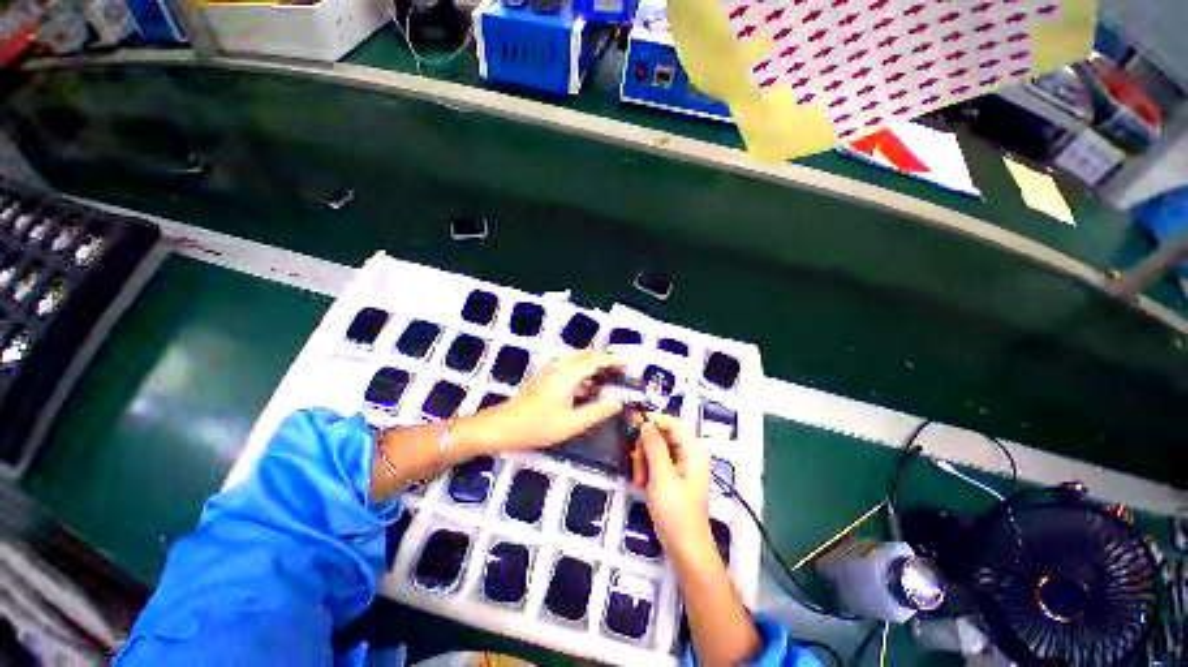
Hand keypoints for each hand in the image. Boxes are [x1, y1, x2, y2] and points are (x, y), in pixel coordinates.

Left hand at [465, 350, 624, 451]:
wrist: (503, 426)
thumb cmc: (537, 426)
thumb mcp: (572, 423)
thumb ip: (597, 411)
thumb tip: (618, 402)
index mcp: (567, 374)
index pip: (594, 359)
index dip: (612, 360)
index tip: (626, 365)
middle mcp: (559, 367)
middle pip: (585, 354)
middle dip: (604, 359)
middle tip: (619, 369)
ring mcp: (550, 371)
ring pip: (576, 359)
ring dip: (593, 364)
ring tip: (608, 376)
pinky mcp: (546, 377)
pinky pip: (569, 367)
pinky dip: (583, 372)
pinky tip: (589, 387)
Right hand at [631, 413, 718, 567]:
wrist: (685, 550)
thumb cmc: (676, 513)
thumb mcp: (662, 477)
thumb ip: (654, 446)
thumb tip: (645, 423)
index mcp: (693, 451)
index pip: (673, 423)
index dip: (654, 420)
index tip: (633, 424)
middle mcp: (688, 455)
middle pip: (662, 435)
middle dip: (645, 447)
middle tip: (636, 464)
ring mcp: (680, 467)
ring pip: (655, 449)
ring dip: (643, 460)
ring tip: (639, 480)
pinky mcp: (672, 478)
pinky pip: (656, 462)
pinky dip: (646, 469)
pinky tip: (641, 483)